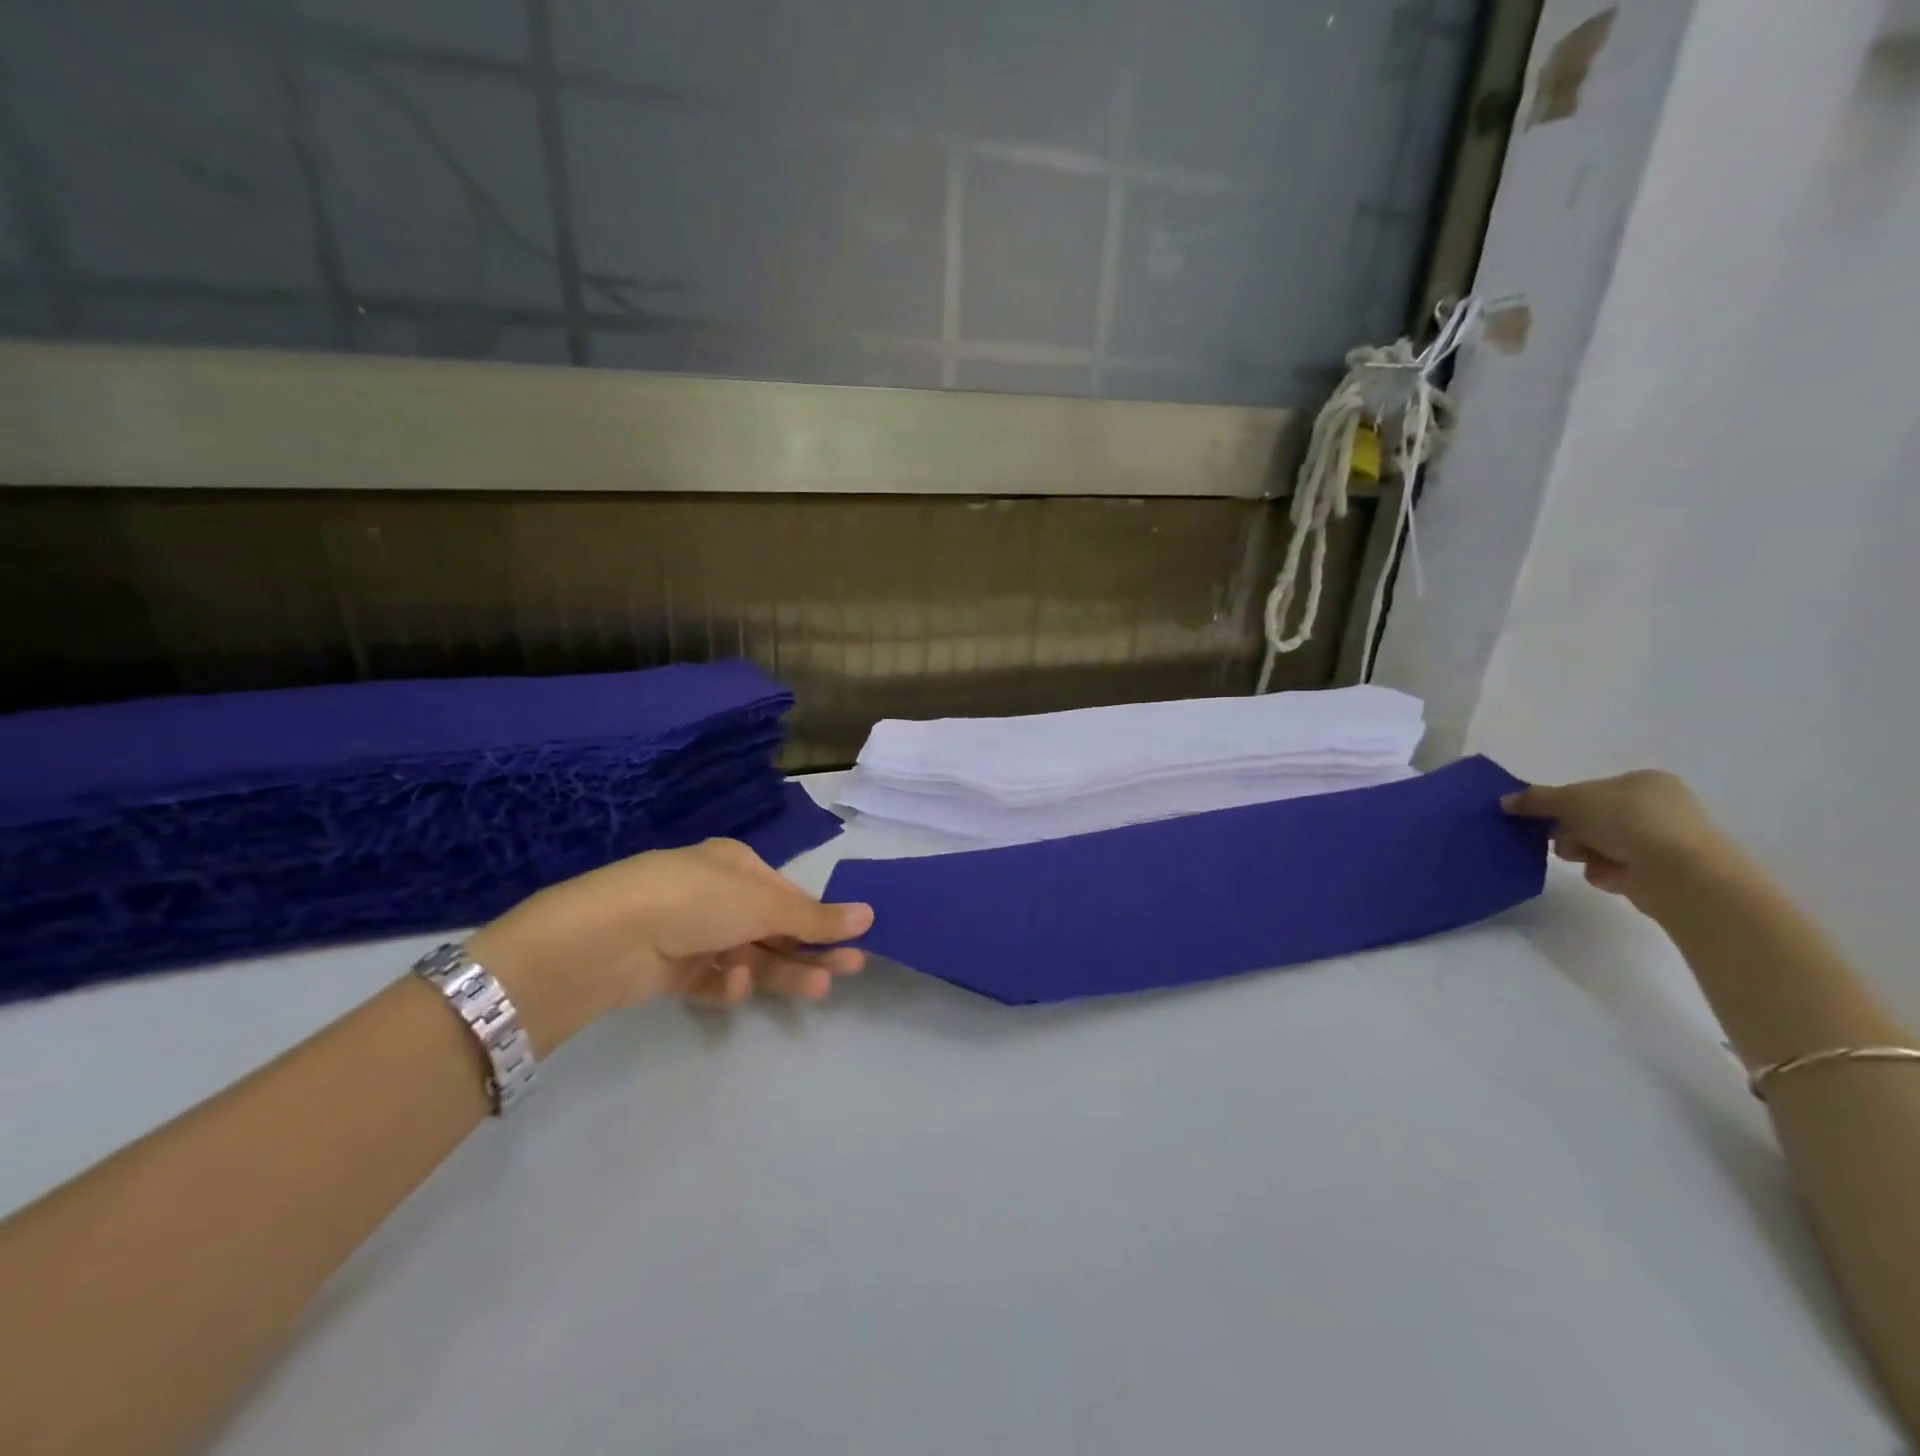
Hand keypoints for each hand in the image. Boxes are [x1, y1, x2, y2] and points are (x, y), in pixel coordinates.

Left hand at [466, 839, 873, 1053]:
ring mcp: (691, 933)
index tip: (854, 942)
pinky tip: (734, 986)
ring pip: (749, 956)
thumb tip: (870, 914)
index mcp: (735, 864)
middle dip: (810, 949)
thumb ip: (815, 917)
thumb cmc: (695, 900)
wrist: (605, 938)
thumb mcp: (762, 904)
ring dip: (781, 971)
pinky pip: (712, 978)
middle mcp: (715, 895)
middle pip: (774, 927)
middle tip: (850, 971)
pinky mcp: (670, 970)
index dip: (821, 918)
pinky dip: (728, 984)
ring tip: (816, 992)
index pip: (788, 894)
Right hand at [1502, 770, 1730, 908]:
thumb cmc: (1626, 821)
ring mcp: (1665, 840)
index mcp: (1645, 781)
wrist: (1677, 872)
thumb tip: (1504, 801)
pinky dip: (1605, 872)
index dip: (1563, 803)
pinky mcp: (1663, 872)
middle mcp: (1660, 807)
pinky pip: (1617, 868)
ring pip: (1600, 844)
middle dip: (1572, 831)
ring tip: (1588, 860)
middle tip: (1564, 839)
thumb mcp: (1569, 800)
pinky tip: (1609, 876)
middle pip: (1592, 818)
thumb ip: (1535, 799)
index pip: (1590, 789)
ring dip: (1584, 852)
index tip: (1545, 817)